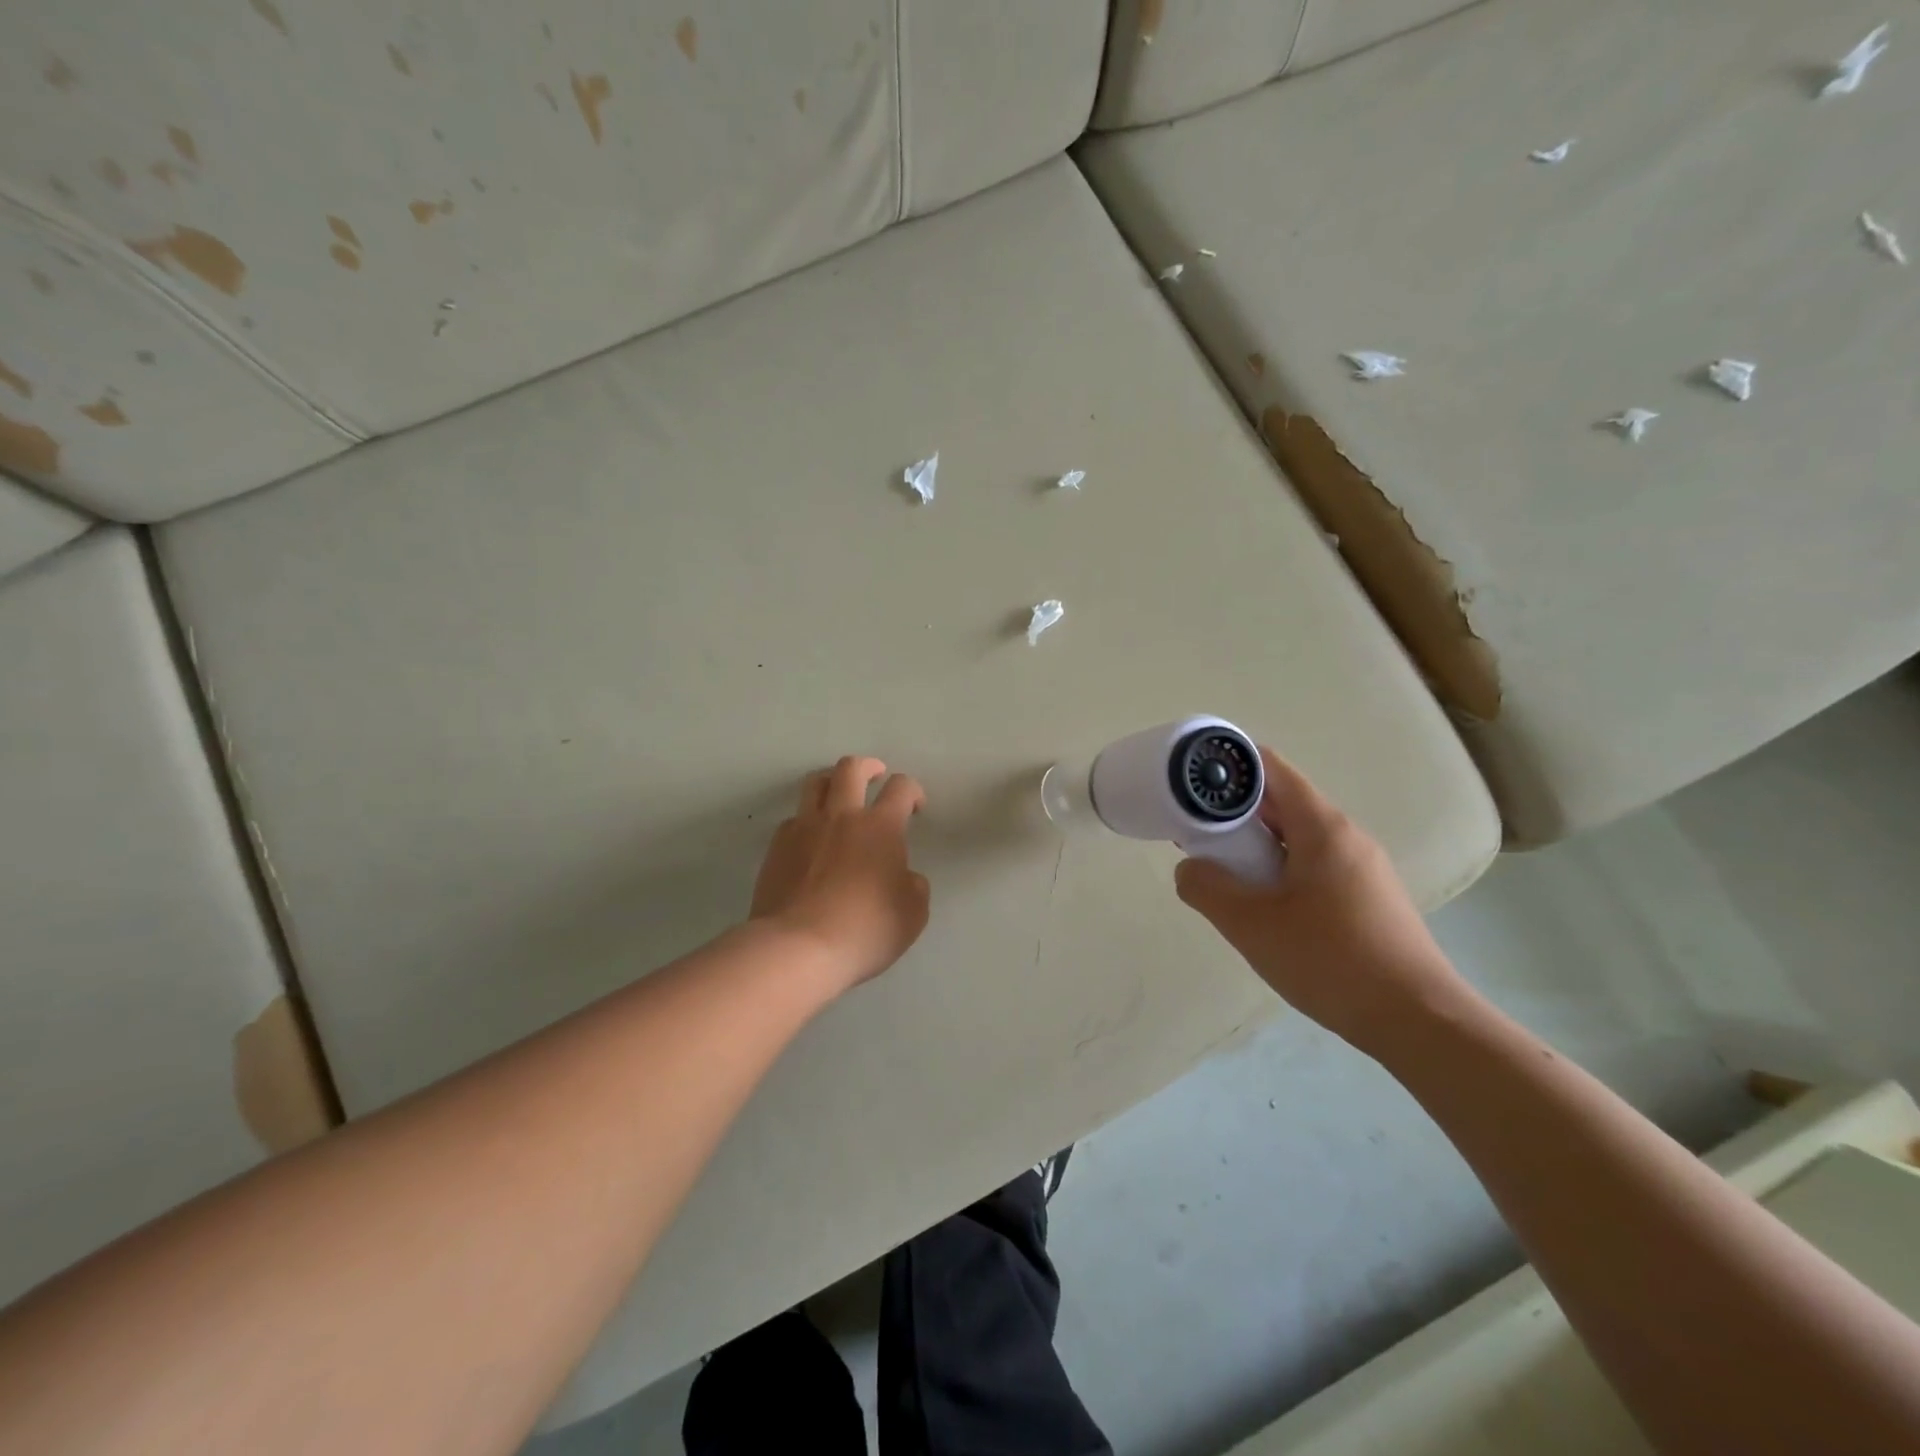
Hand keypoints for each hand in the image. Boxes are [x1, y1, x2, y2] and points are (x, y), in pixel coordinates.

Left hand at [751, 757, 929, 992]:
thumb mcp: (912, 914)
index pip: (901, 787)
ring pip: (815, 783)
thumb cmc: (864, 930)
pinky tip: (811, 839)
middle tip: (875, 776)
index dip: (913, 791)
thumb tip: (903, 876)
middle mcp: (842, 816)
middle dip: (868, 766)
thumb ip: (914, 886)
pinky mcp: (776, 846)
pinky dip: (806, 820)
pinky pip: (793, 818)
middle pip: (851, 768)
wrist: (798, 948)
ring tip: (839, 796)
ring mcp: (804, 827)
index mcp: (881, 827)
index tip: (915, 806)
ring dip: (832, 782)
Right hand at [1173, 746, 1471, 1053]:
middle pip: (1281, 803)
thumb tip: (1190, 868)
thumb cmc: (1330, 960)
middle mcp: (1347, 837)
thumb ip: (1206, 887)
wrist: (1418, 1022)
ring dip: (1254, 847)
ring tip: (1222, 875)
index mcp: (1323, 827)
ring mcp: (1362, 869)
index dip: (1229, 767)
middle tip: (1193, 835)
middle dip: (1234, 814)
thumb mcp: (1250, 924)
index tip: (1192, 782)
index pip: (1271, 769)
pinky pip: (1312, 867)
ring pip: (1296, 839)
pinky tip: (1263, 908)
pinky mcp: (1368, 899)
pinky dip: (1278, 872)